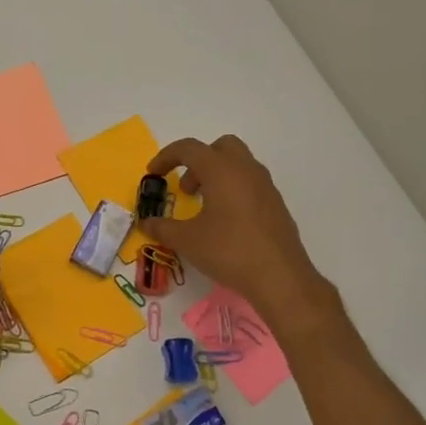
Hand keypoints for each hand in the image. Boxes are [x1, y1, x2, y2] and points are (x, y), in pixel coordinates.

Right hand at [142, 135, 336, 327]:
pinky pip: (251, 183)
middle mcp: (246, 170)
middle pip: (220, 147)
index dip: (166, 156)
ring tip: (204, 207)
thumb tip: (145, 224)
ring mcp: (265, 186)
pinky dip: (233, 190)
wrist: (280, 277)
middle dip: (198, 161)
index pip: (189, 148)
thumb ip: (162, 228)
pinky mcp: (276, 204)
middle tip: (186, 188)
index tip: (153, 174)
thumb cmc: (228, 251)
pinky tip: (226, 222)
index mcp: (221, 170)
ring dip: (216, 175)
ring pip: (238, 164)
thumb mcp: (187, 240)